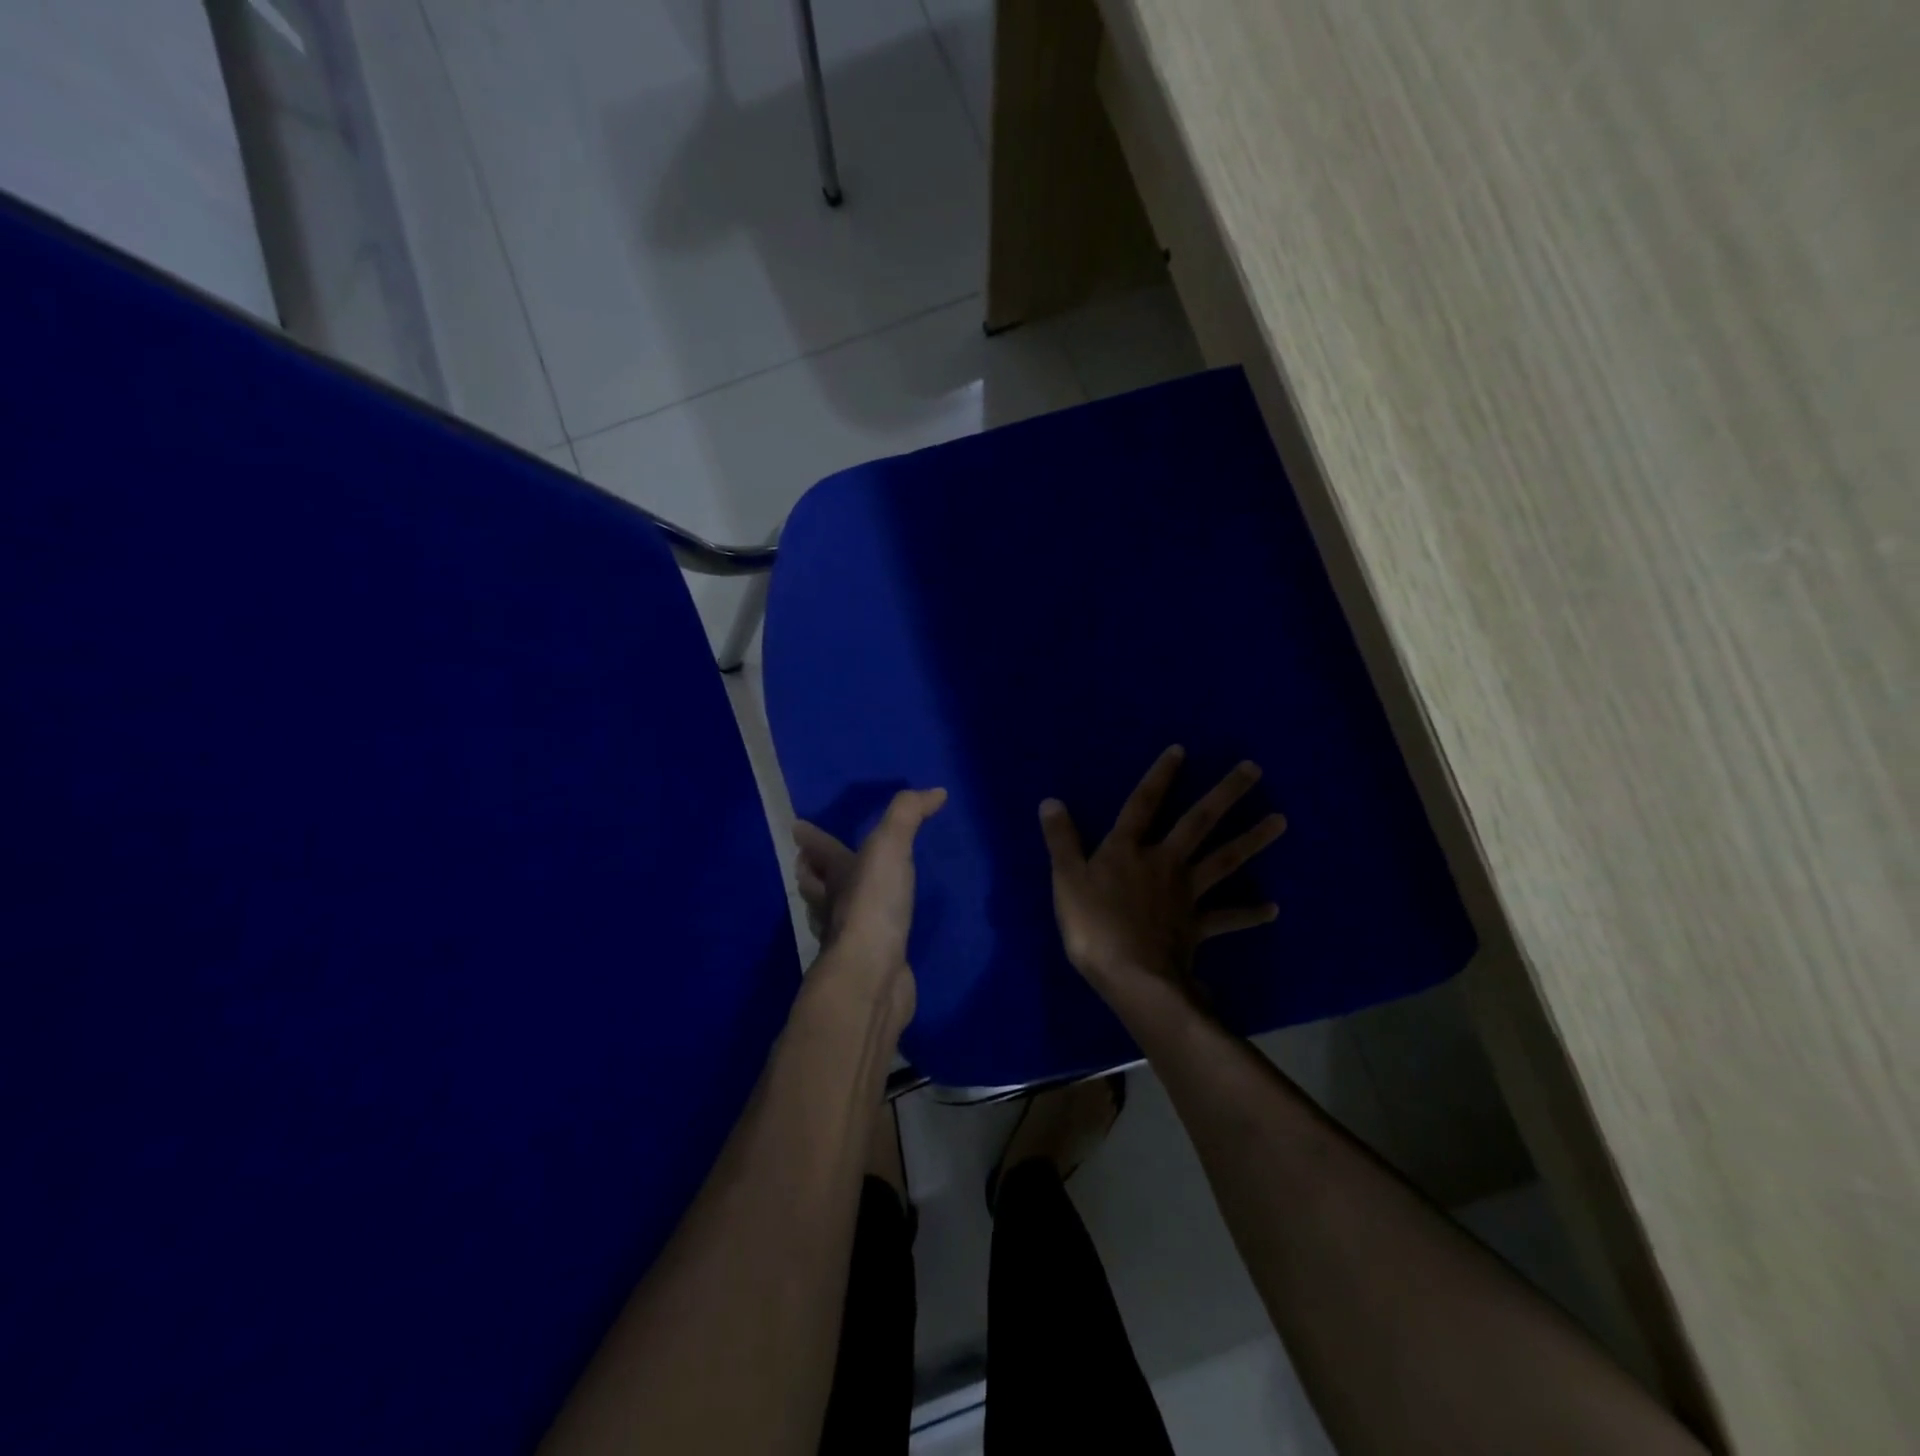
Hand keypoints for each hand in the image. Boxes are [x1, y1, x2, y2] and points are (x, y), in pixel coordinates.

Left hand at [793, 788, 945, 1023]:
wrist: (873, 975)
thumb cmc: (873, 905)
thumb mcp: (889, 847)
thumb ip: (908, 814)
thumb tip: (936, 791)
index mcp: (835, 875)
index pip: (817, 851)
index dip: (810, 838)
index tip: (797, 828)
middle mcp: (835, 906)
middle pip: (815, 885)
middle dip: (812, 872)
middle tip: (809, 862)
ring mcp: (850, 939)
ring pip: (835, 914)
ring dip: (835, 903)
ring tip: (847, 894)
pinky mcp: (872, 964)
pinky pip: (867, 941)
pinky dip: (869, 933)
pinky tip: (883, 932)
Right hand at [1040, 746, 1285, 1010]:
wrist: (1131, 976)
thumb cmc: (1093, 926)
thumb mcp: (1066, 880)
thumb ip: (1061, 840)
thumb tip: (1050, 801)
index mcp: (1128, 850)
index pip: (1143, 804)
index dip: (1160, 777)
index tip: (1182, 750)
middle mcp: (1164, 863)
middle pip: (1198, 823)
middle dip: (1225, 794)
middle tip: (1254, 769)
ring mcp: (1186, 894)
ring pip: (1224, 860)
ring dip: (1252, 839)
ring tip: (1281, 820)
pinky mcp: (1198, 926)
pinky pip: (1227, 917)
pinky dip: (1250, 913)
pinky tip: (1274, 909)